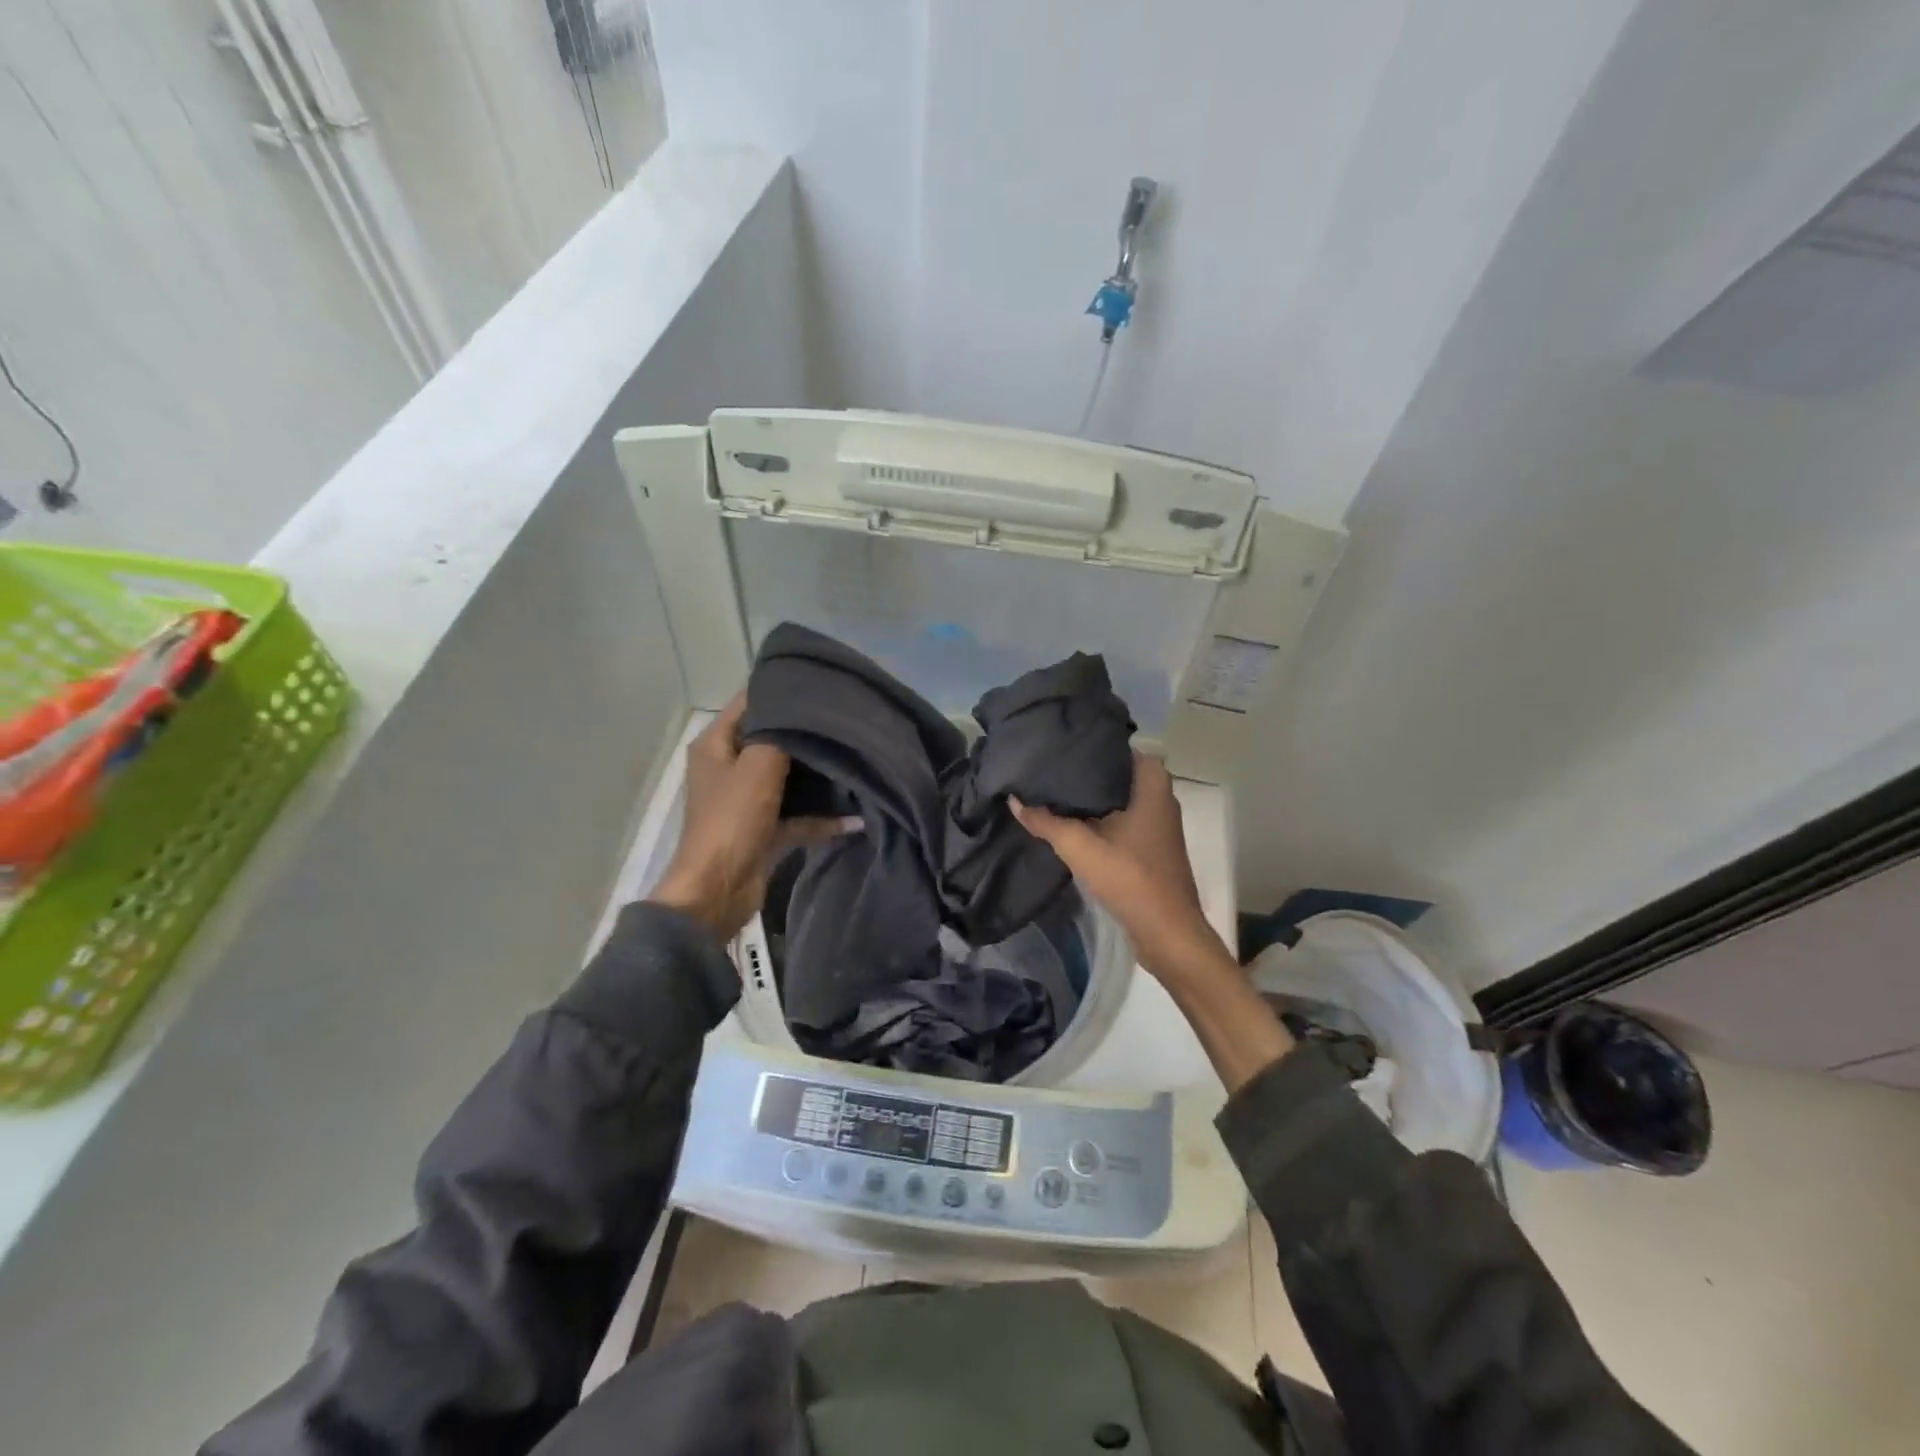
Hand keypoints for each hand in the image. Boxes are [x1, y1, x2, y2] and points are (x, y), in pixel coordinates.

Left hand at [651, 695, 858, 941]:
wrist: (718, 891)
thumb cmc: (732, 820)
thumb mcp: (758, 767)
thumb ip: (782, 734)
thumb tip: (806, 708)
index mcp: (716, 745)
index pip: (749, 703)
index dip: (780, 690)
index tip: (820, 684)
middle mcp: (729, 767)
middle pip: (772, 739)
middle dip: (806, 732)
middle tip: (845, 719)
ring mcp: (746, 800)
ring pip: (788, 777)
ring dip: (817, 774)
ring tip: (855, 755)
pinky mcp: (764, 829)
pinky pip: (798, 815)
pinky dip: (822, 816)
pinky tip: (855, 817)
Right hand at [1011, 753, 1234, 984]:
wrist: (1167, 931)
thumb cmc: (1130, 878)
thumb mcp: (1080, 847)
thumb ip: (1045, 821)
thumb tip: (1014, 800)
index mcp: (1151, 783)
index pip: (1116, 747)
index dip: (1086, 744)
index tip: (1056, 744)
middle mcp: (1159, 795)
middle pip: (1114, 772)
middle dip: (1082, 771)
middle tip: (1045, 767)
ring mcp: (1157, 821)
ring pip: (1117, 797)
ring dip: (1089, 798)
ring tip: (1050, 790)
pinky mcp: (1150, 845)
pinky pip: (1120, 818)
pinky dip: (1098, 818)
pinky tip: (1070, 822)